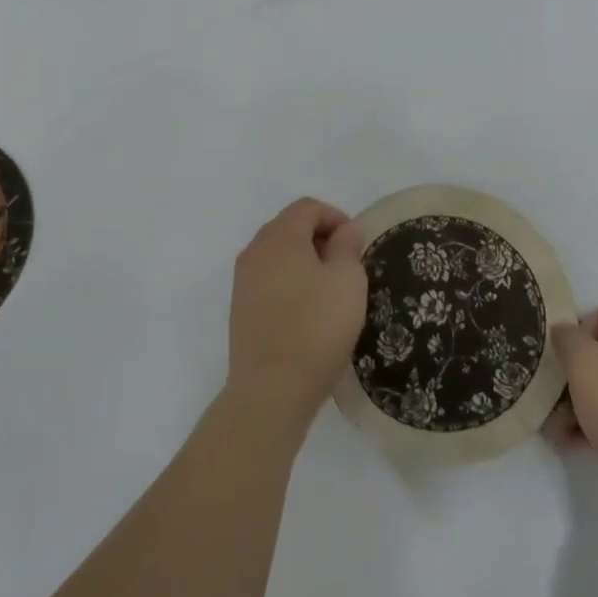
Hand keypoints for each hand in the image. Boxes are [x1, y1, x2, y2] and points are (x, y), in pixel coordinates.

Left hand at [224, 198, 367, 441]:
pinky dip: (290, 282)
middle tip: (346, 264)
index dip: (336, 217)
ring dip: (304, 261)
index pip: (307, 207)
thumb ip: (347, 246)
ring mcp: (243, 281)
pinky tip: (308, 310)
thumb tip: (344, 230)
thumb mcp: (347, 280)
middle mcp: (255, 251)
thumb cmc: (316, 327)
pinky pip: (269, 279)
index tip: (356, 244)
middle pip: (289, 227)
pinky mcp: (240, 309)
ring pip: (278, 254)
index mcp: (280, 237)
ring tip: (330, 289)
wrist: (271, 389)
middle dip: (320, 237)